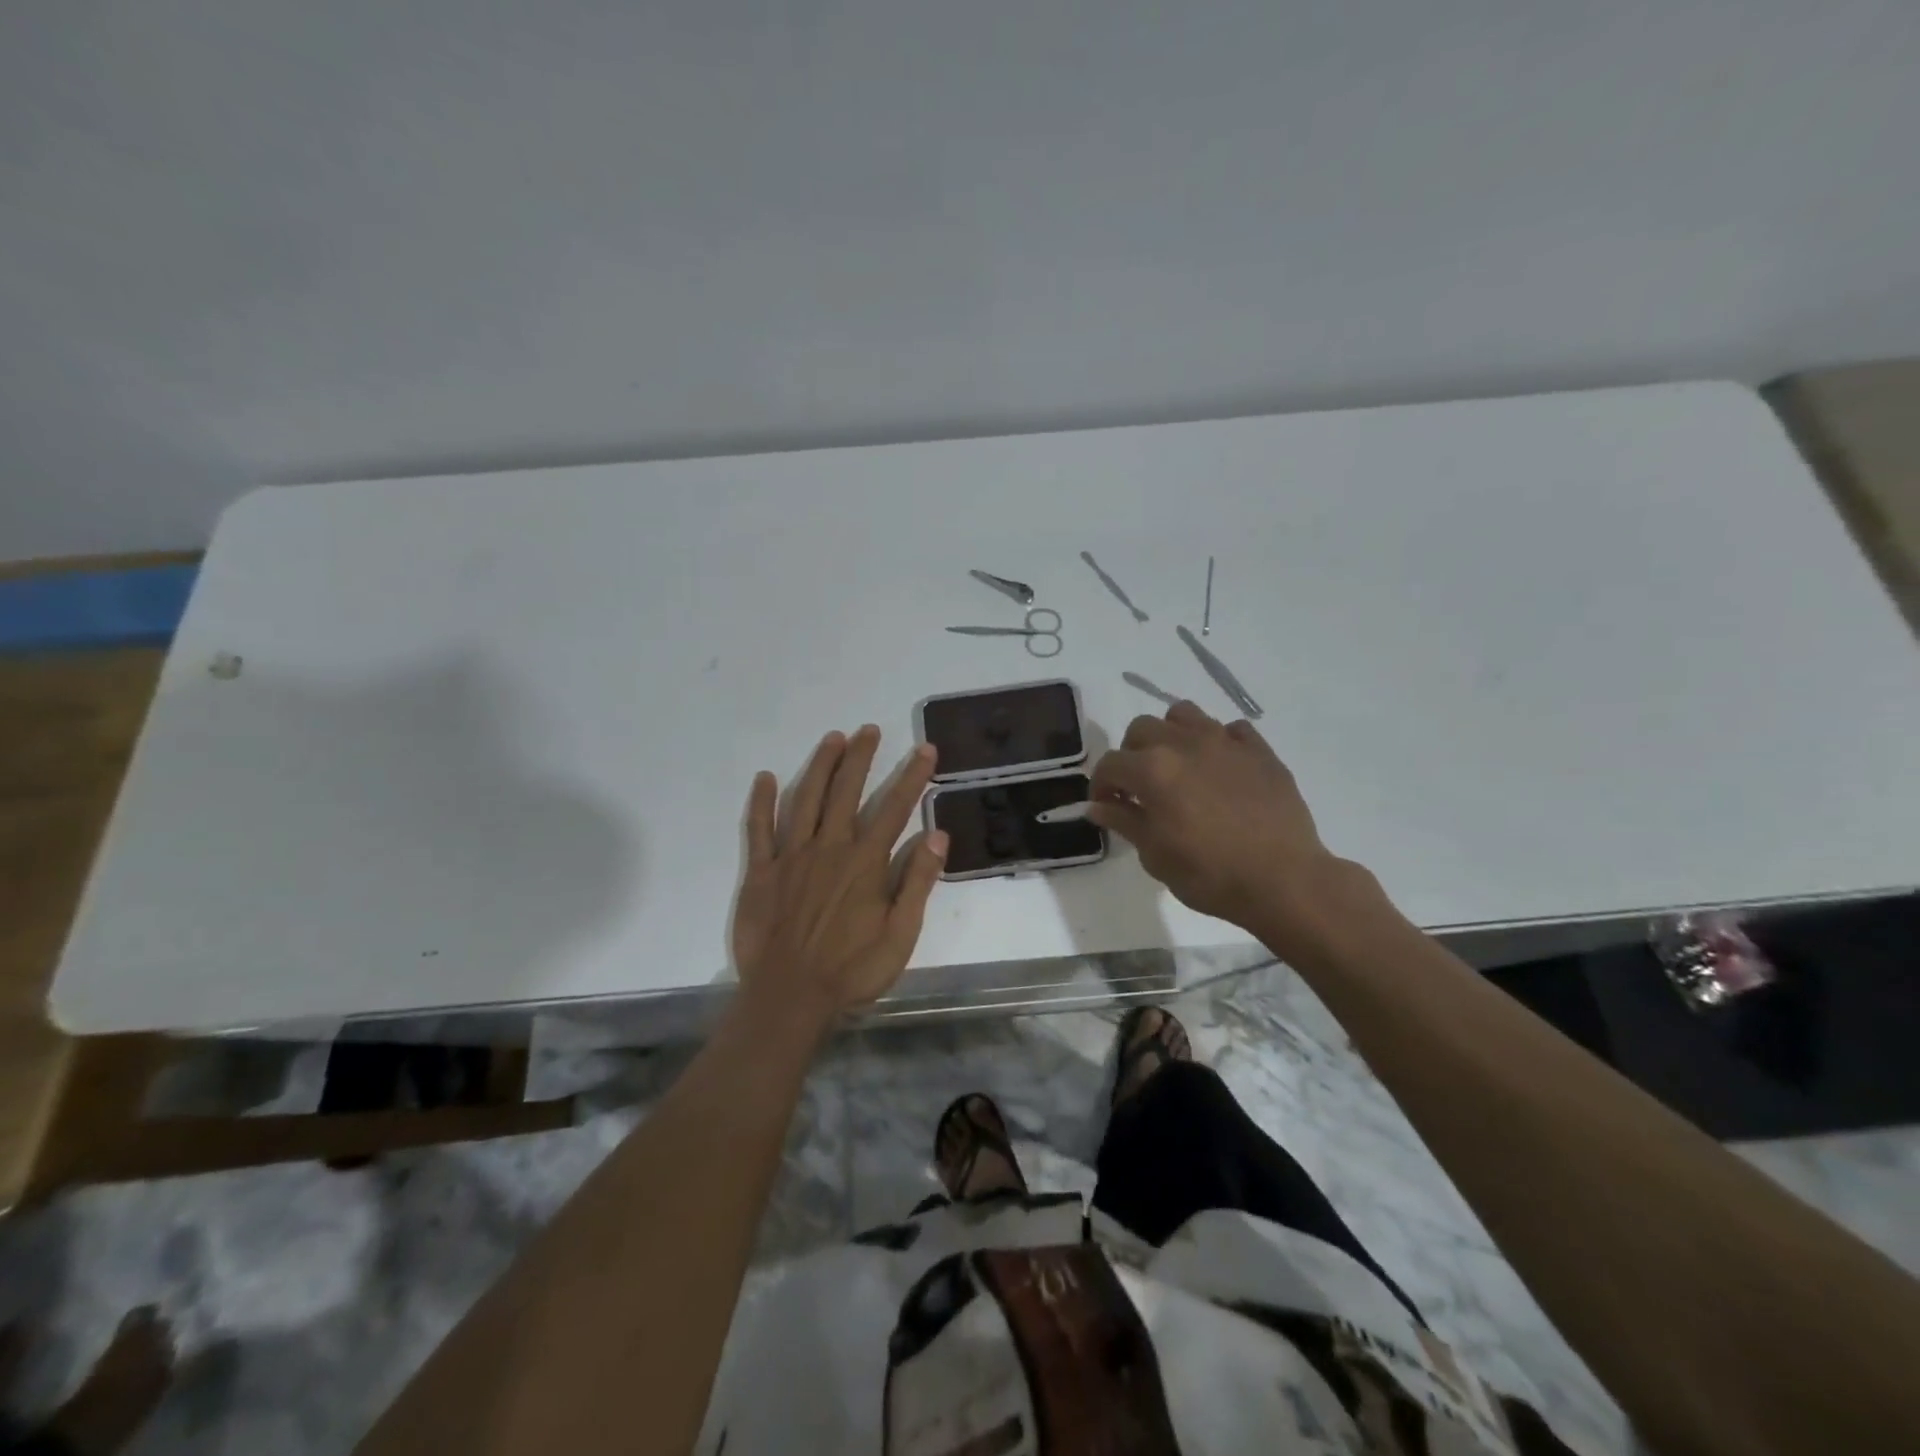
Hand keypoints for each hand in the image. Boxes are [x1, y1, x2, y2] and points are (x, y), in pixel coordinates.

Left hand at [731, 726, 947, 1024]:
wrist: (790, 997)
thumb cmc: (851, 970)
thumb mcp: (900, 934)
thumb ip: (918, 882)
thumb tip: (938, 835)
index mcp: (865, 862)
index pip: (895, 808)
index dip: (912, 776)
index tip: (925, 749)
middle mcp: (829, 847)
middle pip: (847, 791)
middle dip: (861, 757)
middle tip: (869, 730)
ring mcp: (791, 856)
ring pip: (805, 799)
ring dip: (820, 766)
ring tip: (833, 739)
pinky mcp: (761, 871)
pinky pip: (758, 829)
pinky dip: (760, 802)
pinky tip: (764, 777)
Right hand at [1088, 702, 1373, 954]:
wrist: (1284, 881)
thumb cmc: (1211, 874)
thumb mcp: (1155, 856)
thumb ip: (1124, 822)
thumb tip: (1097, 806)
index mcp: (1153, 769)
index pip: (1110, 764)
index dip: (1100, 785)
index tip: (1105, 806)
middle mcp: (1185, 743)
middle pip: (1142, 729)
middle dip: (1131, 754)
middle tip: (1138, 786)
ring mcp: (1225, 742)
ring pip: (1184, 715)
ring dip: (1170, 735)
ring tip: (1176, 765)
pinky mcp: (1260, 750)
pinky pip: (1230, 730)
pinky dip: (1217, 743)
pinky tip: (1219, 769)